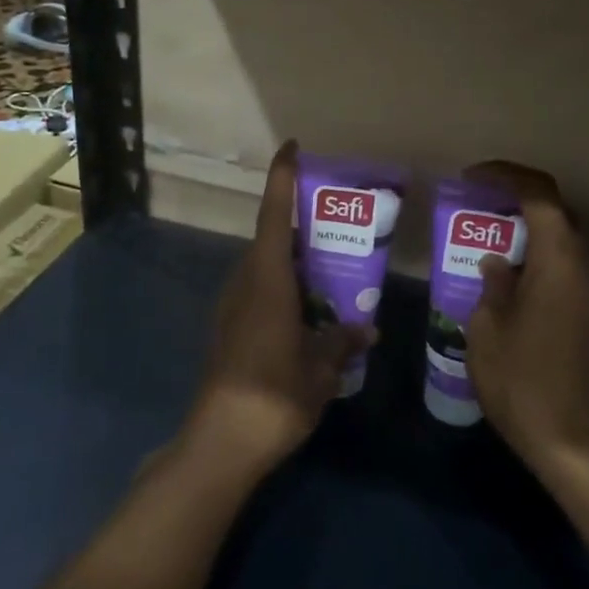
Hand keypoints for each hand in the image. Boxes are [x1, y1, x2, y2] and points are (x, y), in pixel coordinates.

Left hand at [187, 141, 371, 476]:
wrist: (222, 440)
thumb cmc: (274, 393)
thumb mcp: (320, 369)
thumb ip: (342, 342)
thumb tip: (366, 329)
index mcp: (267, 281)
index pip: (274, 216)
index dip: (281, 179)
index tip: (292, 147)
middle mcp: (245, 284)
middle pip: (271, 239)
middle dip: (298, 224)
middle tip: (335, 221)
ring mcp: (233, 307)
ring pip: (265, 267)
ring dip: (292, 260)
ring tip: (329, 266)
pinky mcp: (229, 329)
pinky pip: (260, 291)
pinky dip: (284, 287)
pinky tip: (308, 309)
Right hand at [461, 161, 588, 482]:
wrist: (579, 446)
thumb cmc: (525, 384)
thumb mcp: (489, 333)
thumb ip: (492, 288)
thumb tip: (498, 264)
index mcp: (558, 262)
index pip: (540, 195)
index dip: (506, 176)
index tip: (472, 178)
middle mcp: (585, 269)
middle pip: (558, 214)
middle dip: (519, 201)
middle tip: (481, 209)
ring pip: (564, 244)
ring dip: (530, 234)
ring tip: (491, 245)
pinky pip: (567, 271)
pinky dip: (540, 262)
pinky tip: (512, 285)